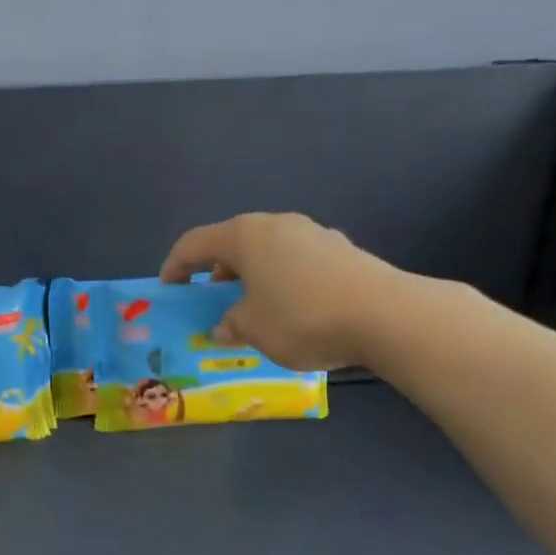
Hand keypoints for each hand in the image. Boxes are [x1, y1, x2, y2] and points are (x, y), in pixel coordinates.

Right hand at [159, 213, 409, 370]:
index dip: (175, 267)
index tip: (168, 291)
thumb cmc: (302, 318)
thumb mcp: (252, 329)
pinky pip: (296, 262)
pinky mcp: (342, 250)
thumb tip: (224, 326)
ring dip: (251, 278)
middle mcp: (277, 224)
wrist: (386, 316)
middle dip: (216, 273)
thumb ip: (230, 324)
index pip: (194, 243)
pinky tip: (292, 309)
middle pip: (233, 244)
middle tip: (210, 303)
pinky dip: (282, 281)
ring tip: (252, 309)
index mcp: (245, 235)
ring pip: (267, 252)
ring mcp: (313, 233)